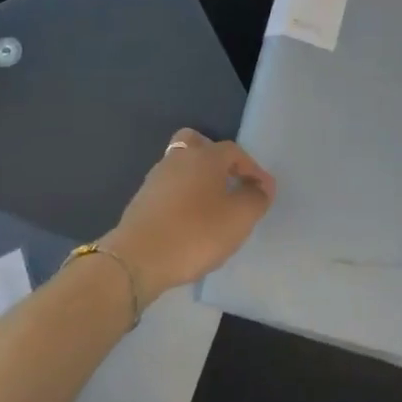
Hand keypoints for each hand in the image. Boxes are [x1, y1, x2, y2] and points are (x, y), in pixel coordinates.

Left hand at [102, 130, 275, 302]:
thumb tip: (262, 186)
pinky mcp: (141, 200)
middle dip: (215, 157)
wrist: (138, 258)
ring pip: (180, 166)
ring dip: (197, 179)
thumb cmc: (195, 232)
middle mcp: (178, 158)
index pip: (234, 151)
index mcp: (205, 156)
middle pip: (197, 143)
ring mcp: (156, 178)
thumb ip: (256, 199)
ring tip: (211, 206)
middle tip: (228, 181)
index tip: (263, 191)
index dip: (252, 169)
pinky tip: (188, 220)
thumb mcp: (238, 218)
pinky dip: (181, 196)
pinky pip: (168, 188)